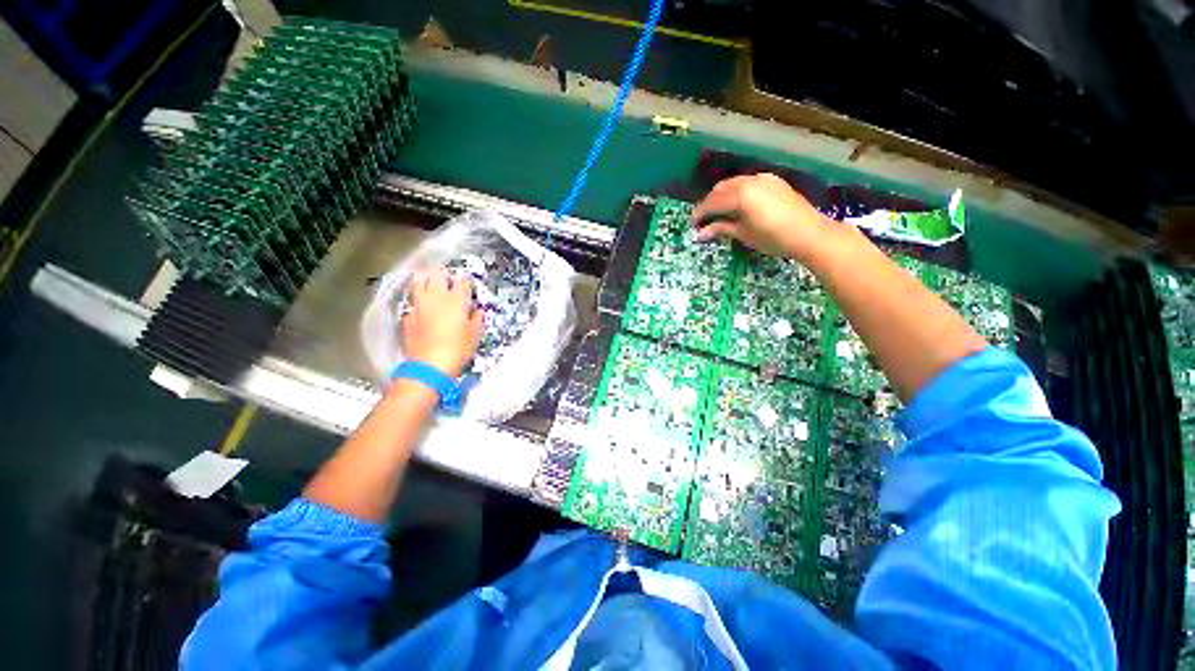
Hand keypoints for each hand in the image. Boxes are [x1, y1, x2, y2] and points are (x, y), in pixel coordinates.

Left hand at [402, 267, 482, 376]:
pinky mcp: (407, 315)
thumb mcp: (475, 335)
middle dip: (444, 274)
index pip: (463, 282)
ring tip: (430, 283)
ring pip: (419, 282)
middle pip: (437, 274)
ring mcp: (419, 305)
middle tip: (448, 278)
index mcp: (457, 300)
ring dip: (426, 279)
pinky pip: (413, 300)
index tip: (468, 283)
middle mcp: (437, 298)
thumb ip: (476, 319)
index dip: (466, 281)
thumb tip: (477, 311)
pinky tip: (422, 306)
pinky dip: (418, 299)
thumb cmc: (457, 350)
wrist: (429, 366)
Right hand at [692, 173, 845, 260]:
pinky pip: (747, 183)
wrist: (810, 234)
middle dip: (709, 203)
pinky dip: (736, 192)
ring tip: (717, 213)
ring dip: (722, 196)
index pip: (713, 202)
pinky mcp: (773, 181)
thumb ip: (721, 229)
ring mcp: (763, 178)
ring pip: (734, 184)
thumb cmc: (773, 238)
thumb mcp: (744, 234)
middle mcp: (750, 180)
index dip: (700, 213)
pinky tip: (736, 205)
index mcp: (741, 194)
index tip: (692, 224)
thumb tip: (699, 234)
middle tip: (703, 220)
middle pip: (721, 189)